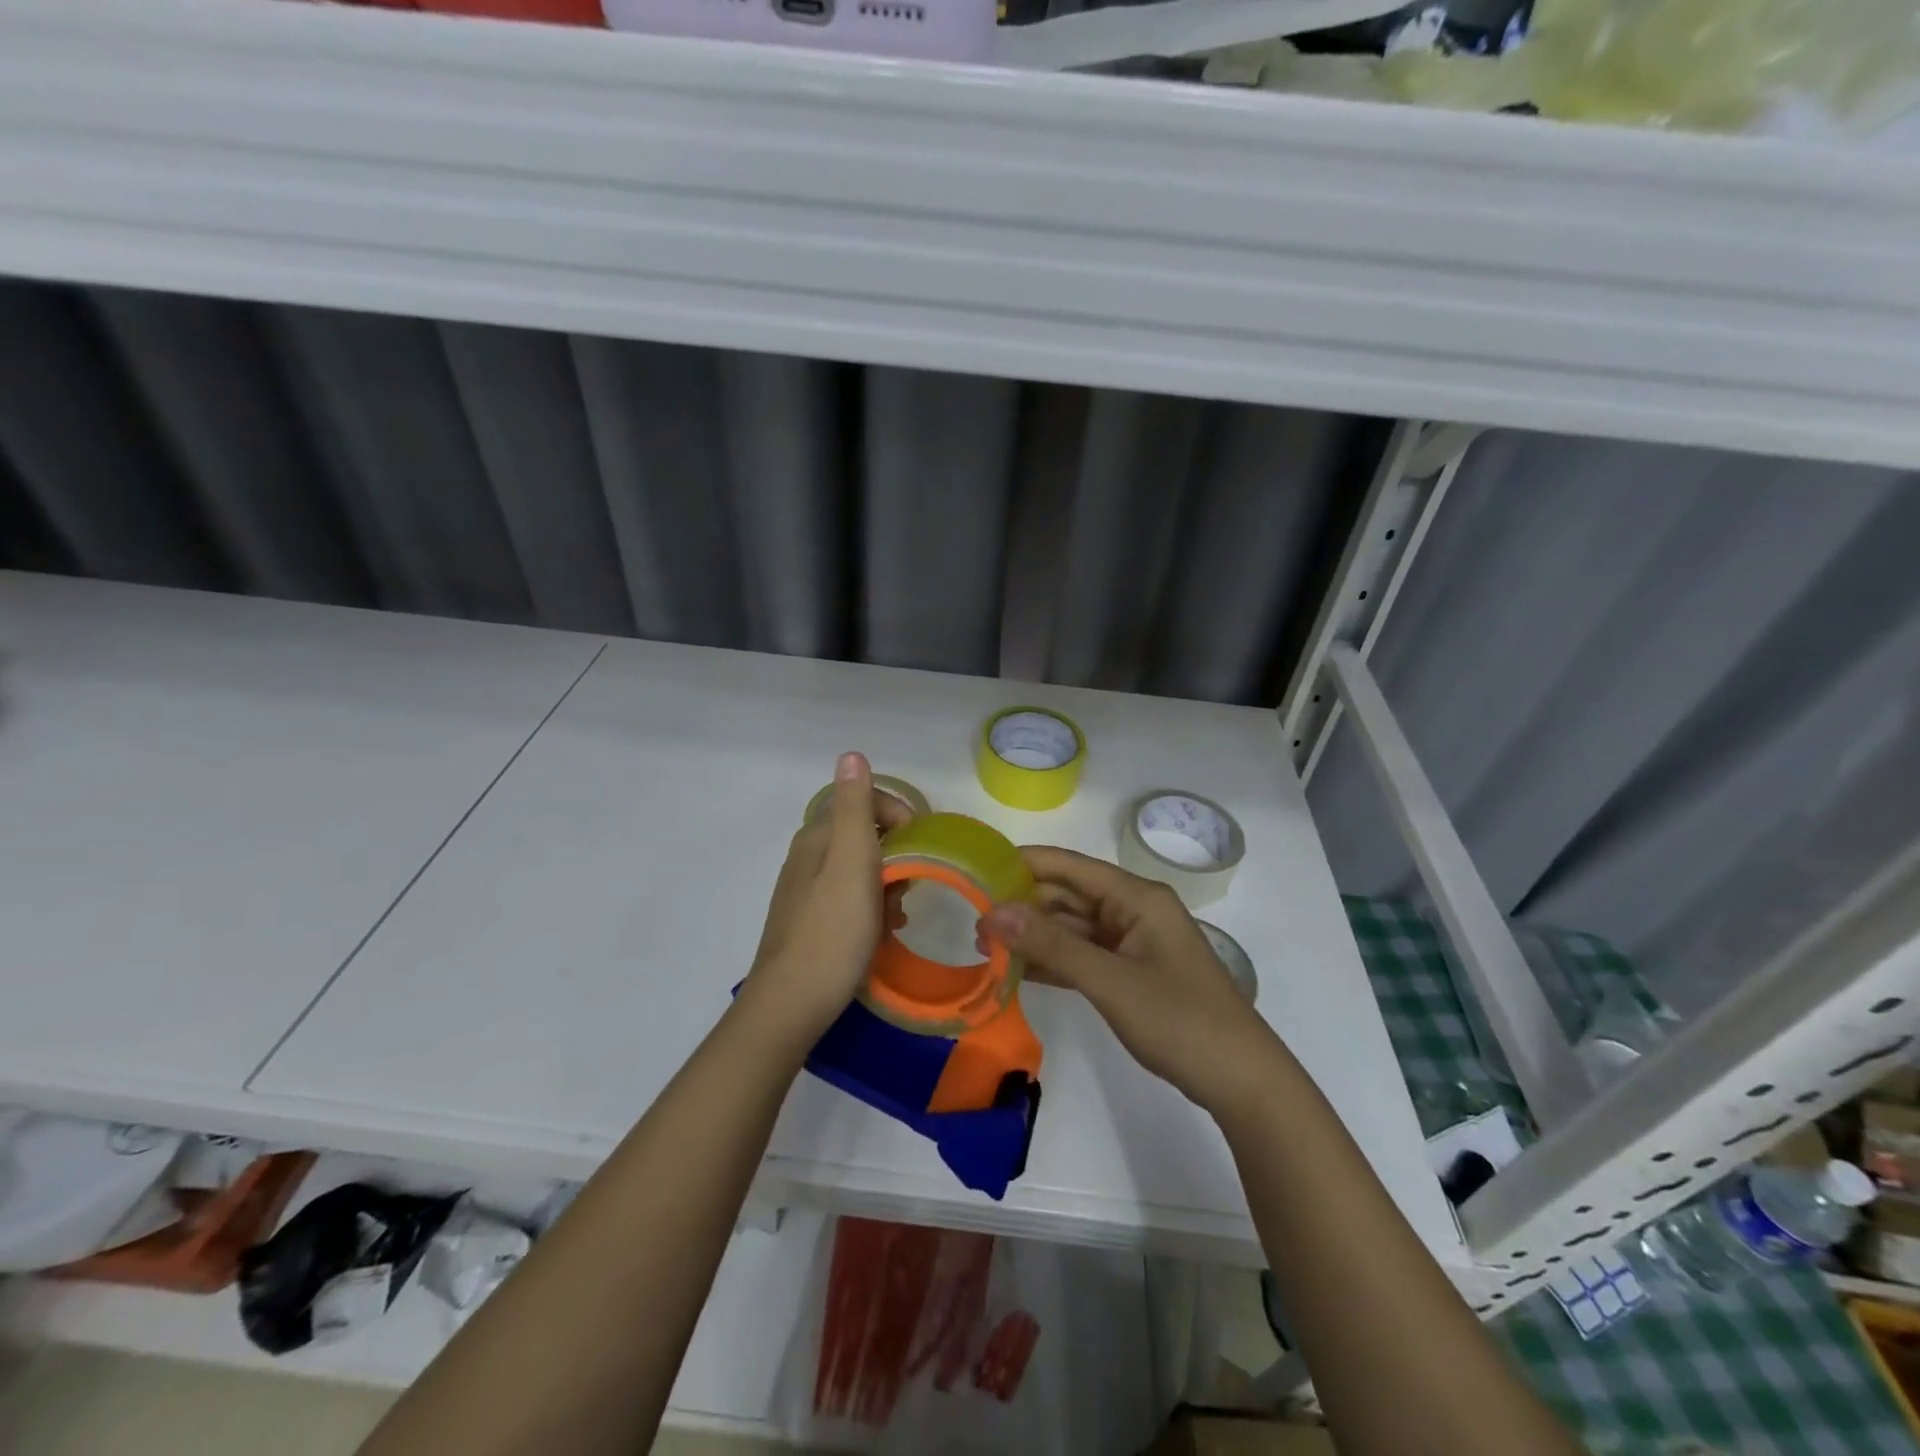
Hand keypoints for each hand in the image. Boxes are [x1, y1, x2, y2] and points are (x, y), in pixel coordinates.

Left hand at [739, 752, 913, 1044]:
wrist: (791, 1005)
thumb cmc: (832, 932)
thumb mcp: (851, 863)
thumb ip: (854, 808)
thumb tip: (850, 754)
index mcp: (817, 837)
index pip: (865, 801)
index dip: (899, 816)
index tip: (920, 849)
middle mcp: (808, 856)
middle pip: (864, 835)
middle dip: (896, 855)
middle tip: (909, 887)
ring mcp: (806, 890)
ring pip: (860, 869)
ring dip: (887, 884)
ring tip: (898, 914)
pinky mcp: (810, 920)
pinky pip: (850, 898)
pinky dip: (872, 907)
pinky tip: (881, 932)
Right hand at [980, 848, 1279, 1116]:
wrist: (1241, 1081)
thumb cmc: (1179, 1020)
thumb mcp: (1110, 981)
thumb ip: (1051, 946)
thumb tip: (993, 912)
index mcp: (1136, 897)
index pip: (1069, 866)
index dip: (1023, 864)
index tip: (977, 869)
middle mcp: (1133, 910)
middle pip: (1068, 895)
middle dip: (1022, 904)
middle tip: (972, 919)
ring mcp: (1132, 942)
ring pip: (1072, 927)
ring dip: (1034, 935)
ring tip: (984, 945)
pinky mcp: (1130, 972)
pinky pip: (1083, 955)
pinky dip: (1053, 960)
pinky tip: (1018, 970)